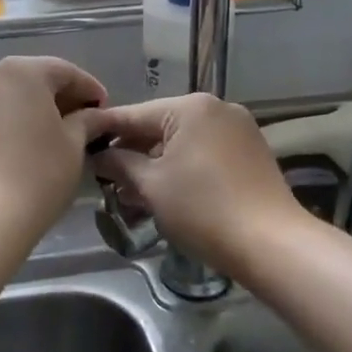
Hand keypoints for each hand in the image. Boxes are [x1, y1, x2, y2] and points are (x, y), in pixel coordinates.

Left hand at [0, 56, 109, 246]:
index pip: (65, 71)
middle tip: (86, 122)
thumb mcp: (73, 144)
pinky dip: (16, 124)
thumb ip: (87, 121)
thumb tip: (97, 115)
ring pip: (13, 98)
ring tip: (61, 136)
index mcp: (22, 71)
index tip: (106, 109)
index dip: (90, 89)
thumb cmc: (37, 174)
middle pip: (35, 80)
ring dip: (38, 111)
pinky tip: (32, 146)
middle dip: (62, 98)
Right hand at [90, 94, 307, 276]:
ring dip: (156, 164)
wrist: (271, 244)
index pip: (133, 115)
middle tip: (104, 177)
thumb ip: (119, 163)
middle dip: (131, 152)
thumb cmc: (203, 209)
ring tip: (130, 192)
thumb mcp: (151, 185)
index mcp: (191, 107)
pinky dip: (182, 167)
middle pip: (160, 126)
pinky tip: (165, 192)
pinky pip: (204, 152)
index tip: (80, 145)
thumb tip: (99, 155)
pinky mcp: (250, 152)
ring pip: (182, 141)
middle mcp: (217, 108)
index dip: (104, 132)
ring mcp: (238, 129)